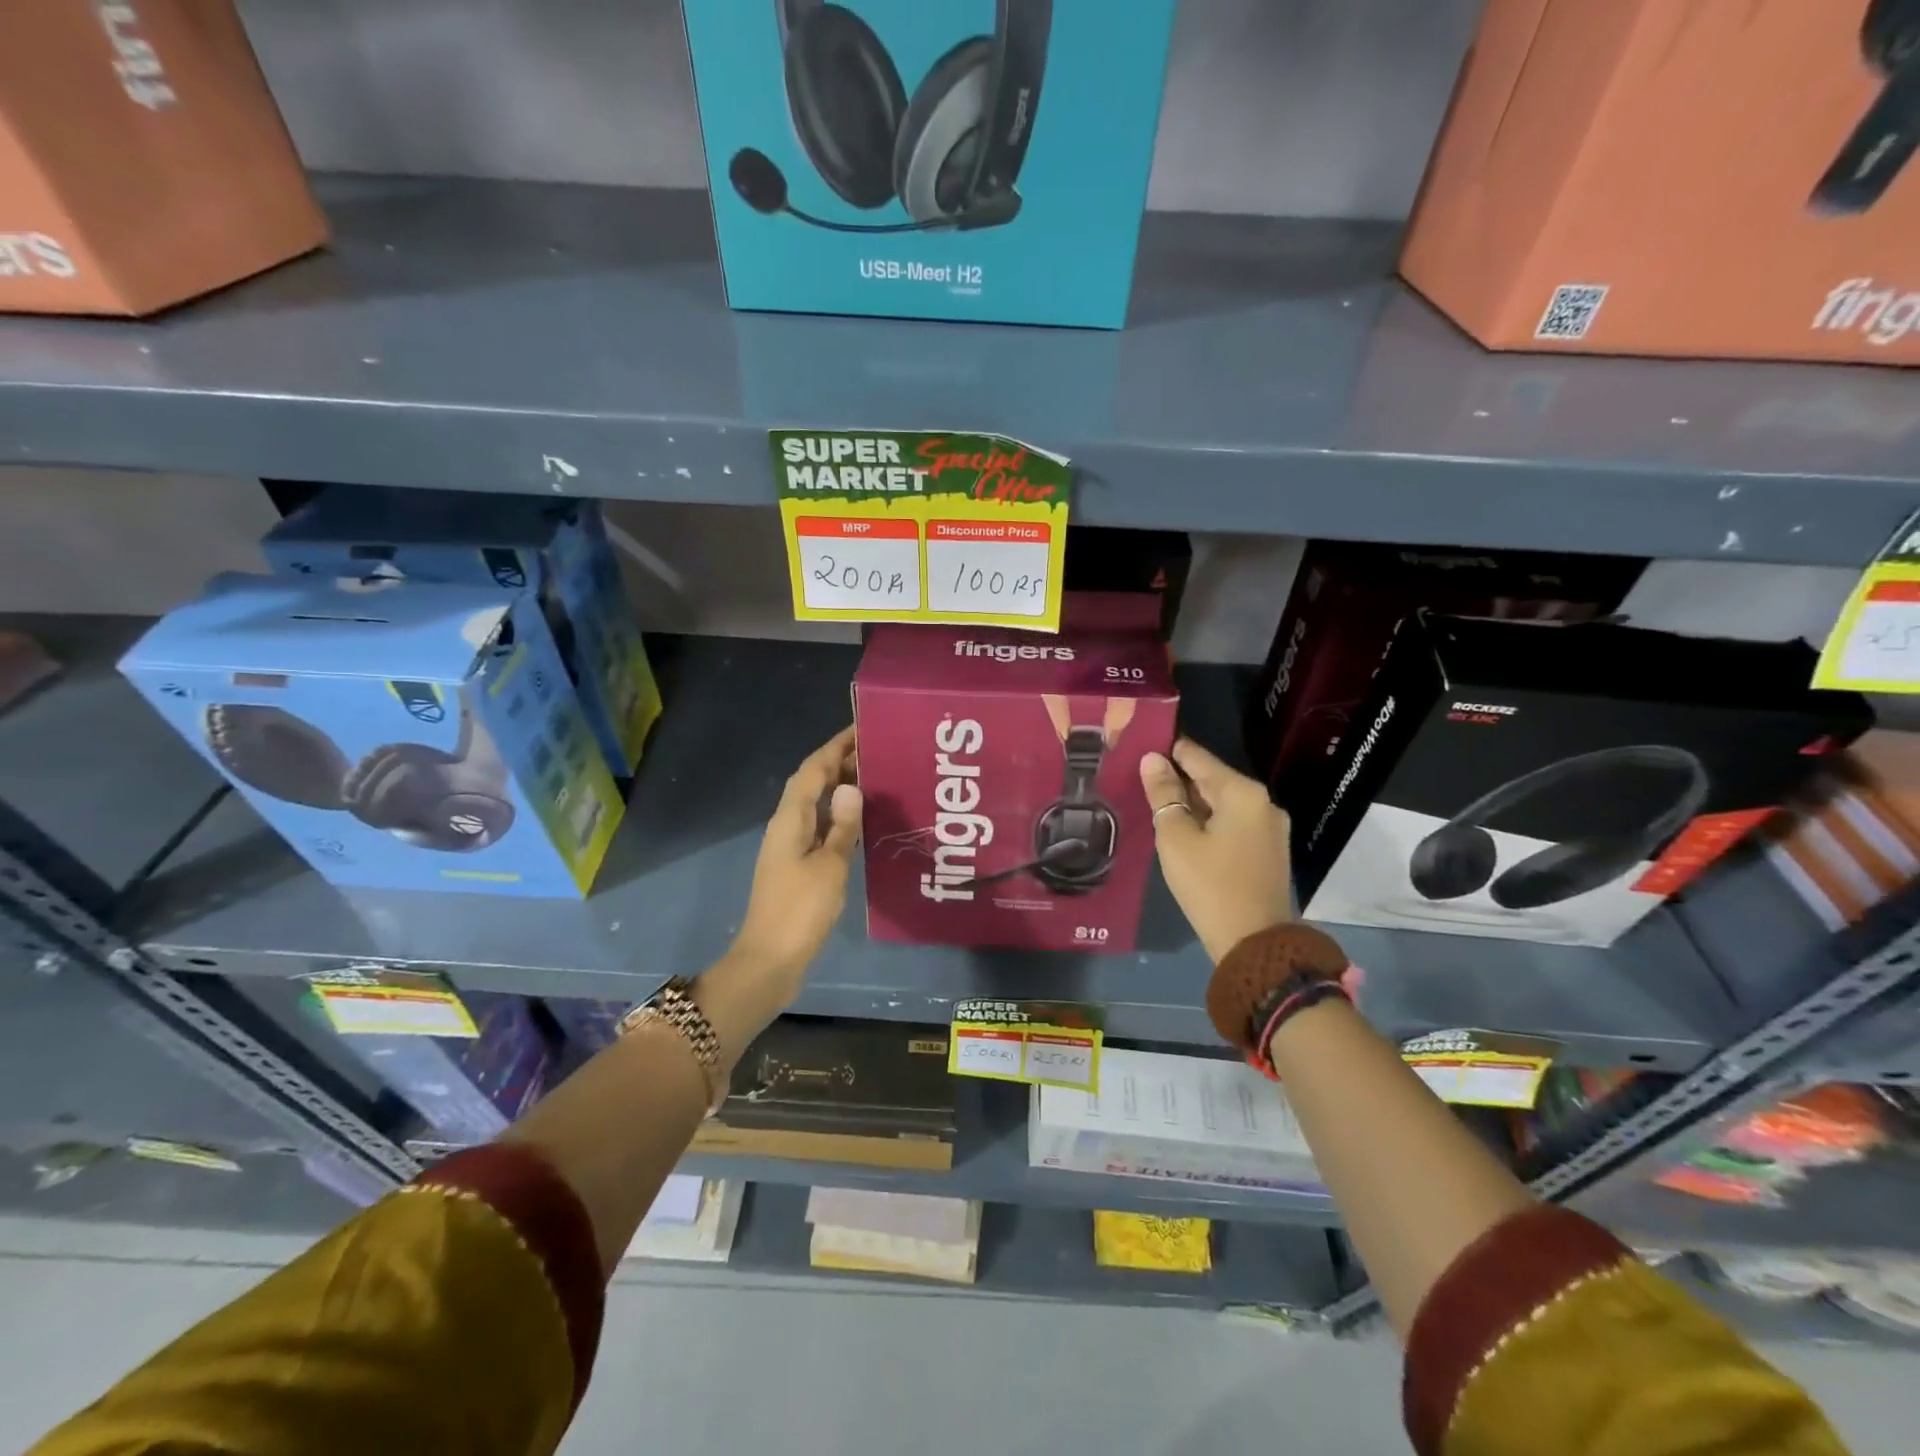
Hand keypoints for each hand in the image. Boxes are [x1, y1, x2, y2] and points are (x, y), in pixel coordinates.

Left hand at [725, 726, 861, 1000]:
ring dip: (841, 788)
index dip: (835, 747)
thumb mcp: (829, 866)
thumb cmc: (800, 910)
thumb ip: (843, 825)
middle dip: (840, 763)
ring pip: (817, 805)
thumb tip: (851, 785)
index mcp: (790, 820)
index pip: (812, 770)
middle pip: (812, 783)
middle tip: (878, 751)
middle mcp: (787, 826)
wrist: (770, 961)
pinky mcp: (798, 867)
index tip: (861, 728)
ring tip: (876, 778)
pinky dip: (841, 816)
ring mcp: (790, 848)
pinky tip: (863, 822)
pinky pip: (821, 827)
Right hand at [1141, 738, 1293, 963]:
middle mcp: (1262, 802)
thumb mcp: (1176, 837)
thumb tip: (1151, 759)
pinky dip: (1207, 821)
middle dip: (1177, 778)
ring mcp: (1269, 827)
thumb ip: (1163, 794)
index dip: (1166, 750)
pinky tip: (1183, 830)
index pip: (1196, 756)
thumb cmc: (1210, 885)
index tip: (1139, 747)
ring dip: (1191, 802)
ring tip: (1155, 803)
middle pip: (1211, 778)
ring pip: (1221, 802)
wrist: (1254, 944)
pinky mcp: (1268, 850)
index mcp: (1242, 792)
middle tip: (1139, 779)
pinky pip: (1232, 822)